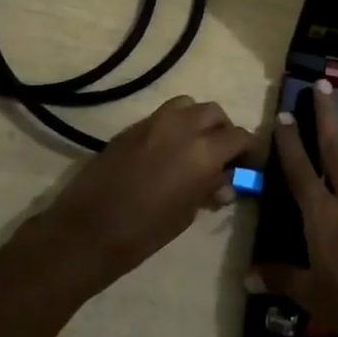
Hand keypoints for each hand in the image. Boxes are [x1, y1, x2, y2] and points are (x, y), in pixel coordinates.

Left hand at [36, 95, 253, 296]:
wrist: (88, 229)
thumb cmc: (145, 231)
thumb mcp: (187, 213)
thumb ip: (208, 189)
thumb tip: (224, 181)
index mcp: (203, 151)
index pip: (239, 136)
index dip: (248, 150)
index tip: (247, 165)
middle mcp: (181, 126)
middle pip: (214, 113)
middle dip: (223, 130)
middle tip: (222, 155)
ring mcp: (153, 122)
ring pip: (187, 105)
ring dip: (197, 120)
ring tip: (194, 146)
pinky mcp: (131, 127)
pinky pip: (161, 116)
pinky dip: (173, 125)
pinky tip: (167, 151)